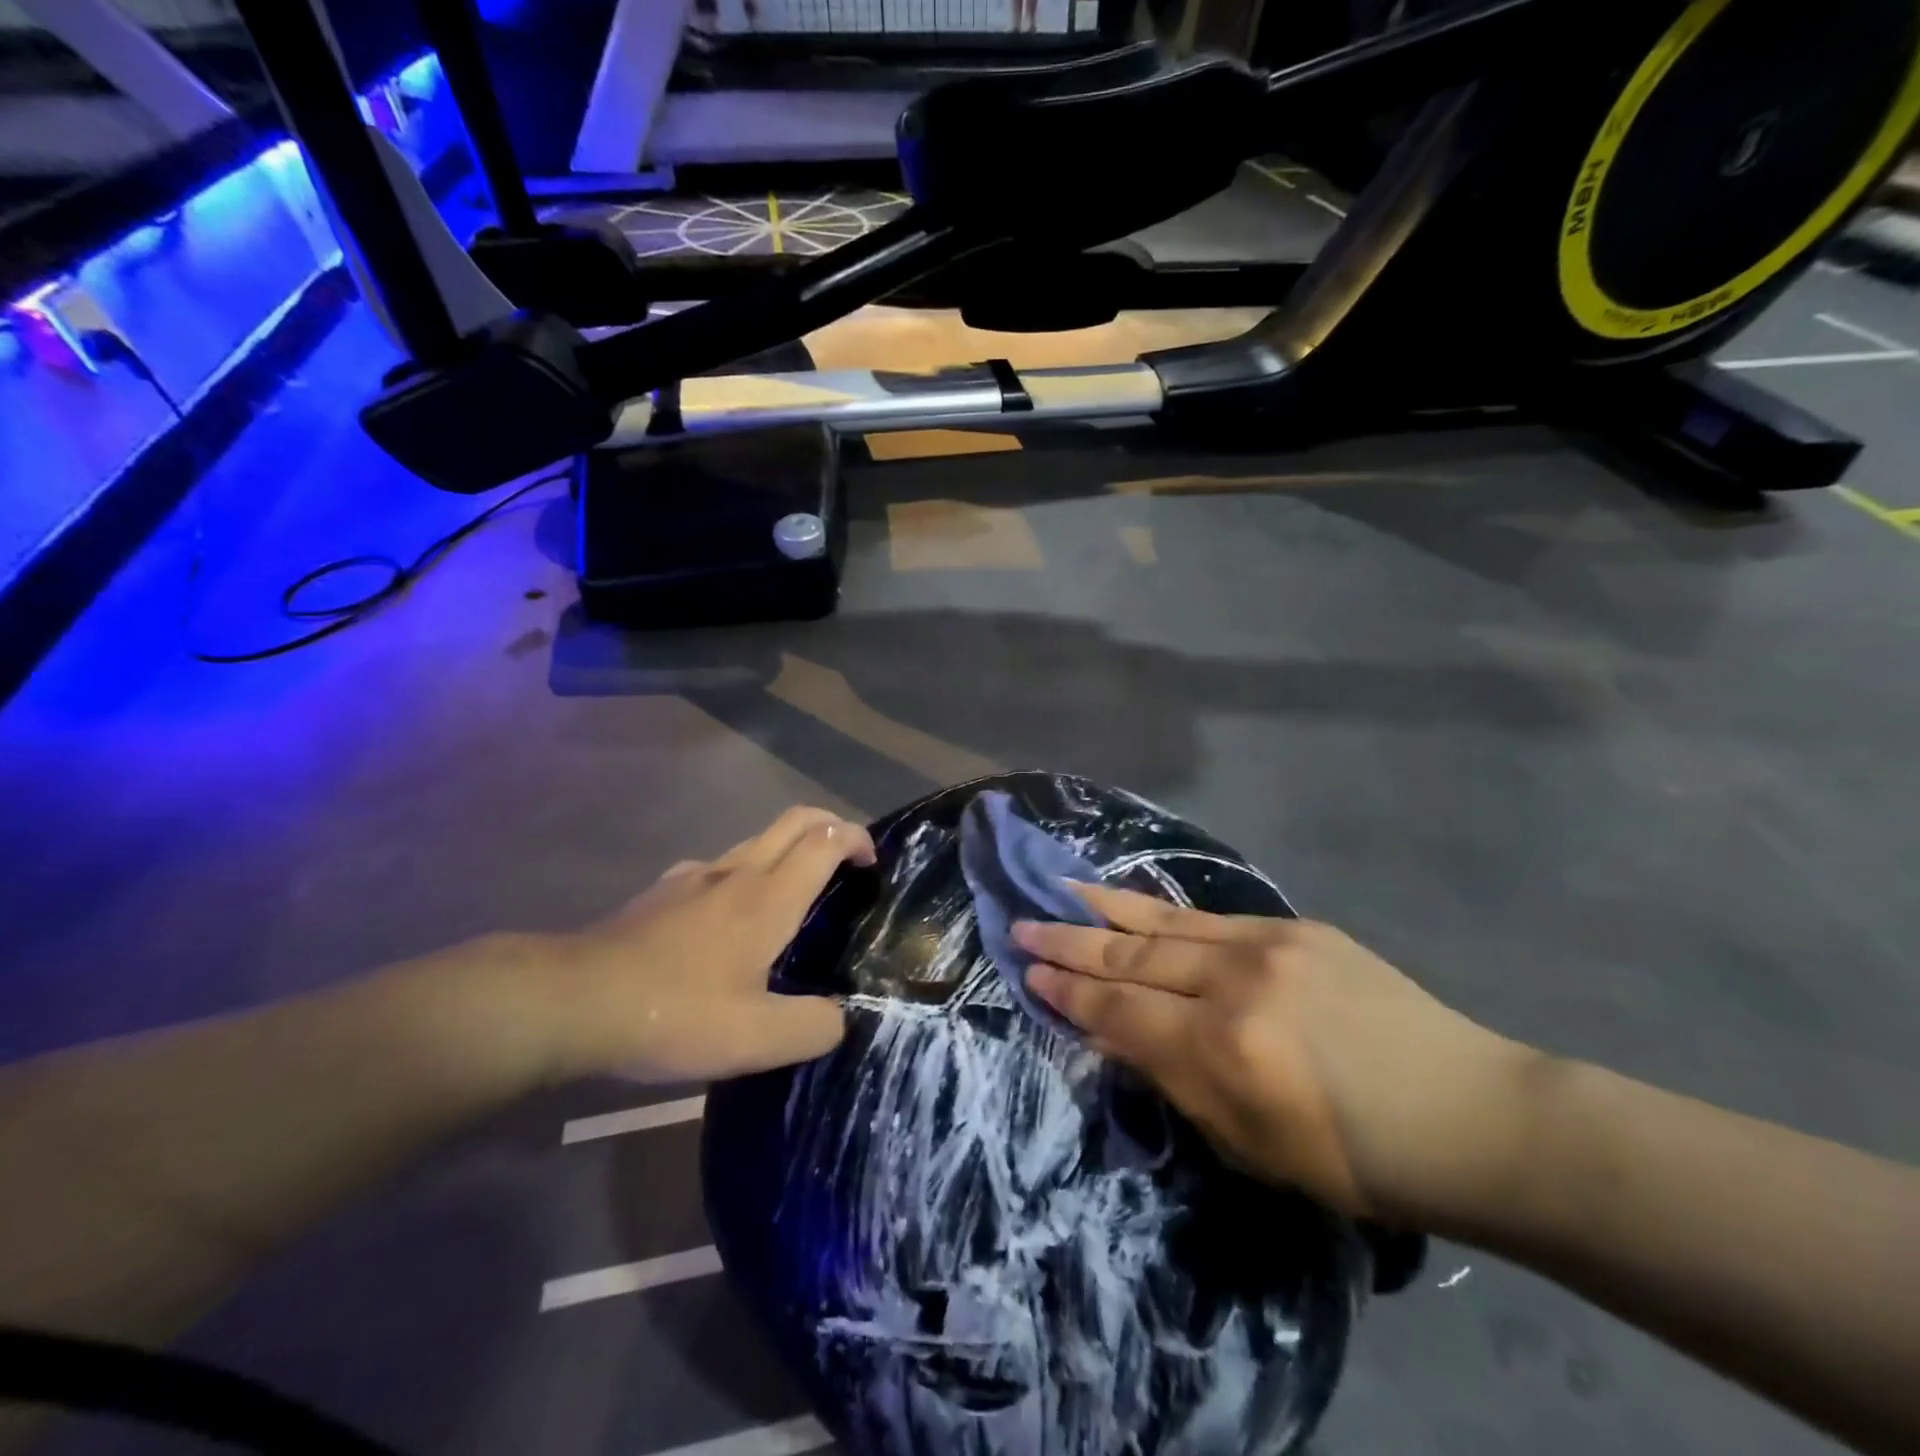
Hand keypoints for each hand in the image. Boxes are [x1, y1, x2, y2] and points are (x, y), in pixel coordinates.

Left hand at [486, 807, 874, 1084]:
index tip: (871, 862)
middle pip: (794, 821)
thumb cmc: (672, 1012)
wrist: (570, 1001)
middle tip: (848, 858)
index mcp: (767, 899)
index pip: (824, 840)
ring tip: (796, 894)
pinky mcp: (662, 891)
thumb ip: (811, 1028)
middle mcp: (736, 873)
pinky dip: (745, 872)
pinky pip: (718, 866)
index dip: (856, 838)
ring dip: (788, 849)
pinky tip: (729, 918)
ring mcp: (694, 876)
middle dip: (830, 824)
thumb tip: (839, 1018)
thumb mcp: (754, 1040)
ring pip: (756, 841)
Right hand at [1015, 885, 1536, 1226]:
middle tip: (1021, 926)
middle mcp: (1234, 983)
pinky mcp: (1294, 927)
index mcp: (1222, 1050)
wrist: (1467, 1113)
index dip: (1069, 994)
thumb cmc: (1355, 1159)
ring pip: (1163, 922)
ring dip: (1104, 909)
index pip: (1121, 1012)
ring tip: (1059, 891)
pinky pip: (1208, 916)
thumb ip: (1175, 1080)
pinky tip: (1132, 898)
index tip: (1028, 972)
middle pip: (1131, 957)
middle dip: (1070, 944)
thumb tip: (1116, 1034)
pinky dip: (1160, 908)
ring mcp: (1266, 945)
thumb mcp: (1249, 1145)